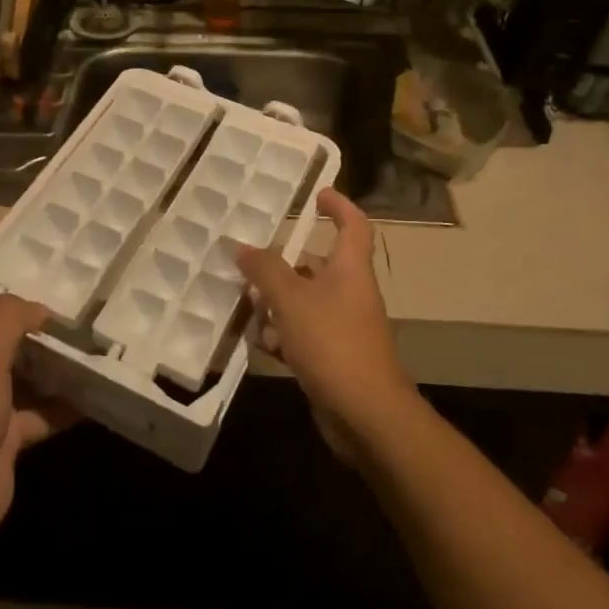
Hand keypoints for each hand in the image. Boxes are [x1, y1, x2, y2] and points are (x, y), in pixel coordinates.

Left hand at [0, 238, 72, 561]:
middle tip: (51, 288)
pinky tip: (97, 392)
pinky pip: (40, 409)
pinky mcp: (4, 434)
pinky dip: (65, 403)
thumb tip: (39, 308)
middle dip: (10, 306)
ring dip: (46, 354)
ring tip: (84, 334)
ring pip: (16, 366)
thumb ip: (8, 322)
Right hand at [235, 188, 416, 459]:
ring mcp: (343, 327)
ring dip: (277, 303)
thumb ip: (265, 270)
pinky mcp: (333, 357)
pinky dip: (282, 335)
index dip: (339, 206)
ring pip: (305, 302)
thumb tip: (242, 247)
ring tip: (245, 305)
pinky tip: (260, 344)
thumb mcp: (291, 300)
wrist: (365, 414)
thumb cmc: (332, 343)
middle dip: (284, 264)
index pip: (353, 226)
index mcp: (349, 270)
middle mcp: (350, 293)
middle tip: (251, 262)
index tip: (317, 194)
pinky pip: (303, 334)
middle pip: (318, 266)